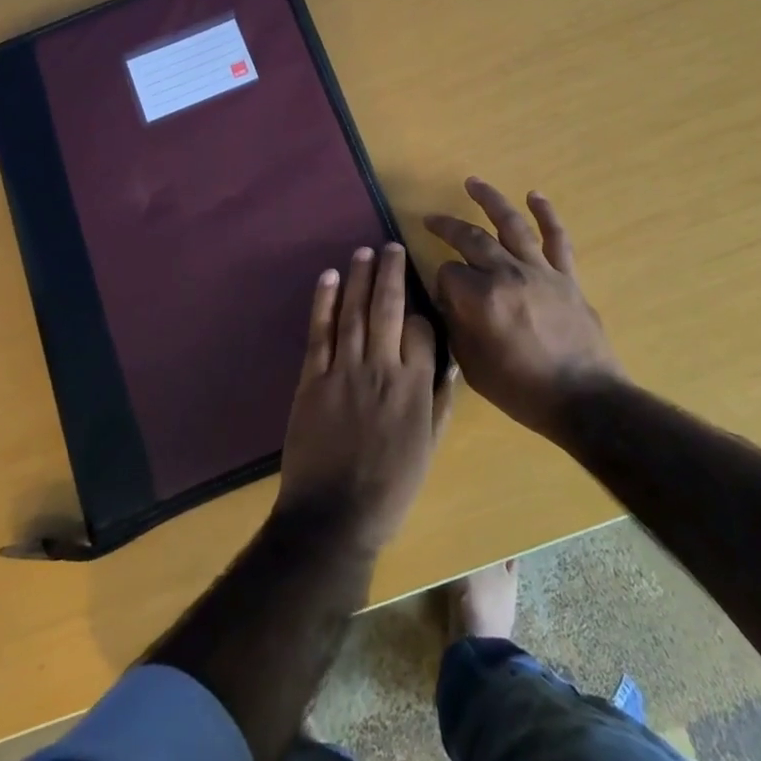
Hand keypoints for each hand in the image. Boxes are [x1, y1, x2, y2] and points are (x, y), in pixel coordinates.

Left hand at [274, 243, 445, 552]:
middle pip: (388, 308)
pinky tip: (329, 277)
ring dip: (358, 278)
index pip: (422, 329)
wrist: (335, 515)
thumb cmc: (390, 486)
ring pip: (354, 312)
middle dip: (390, 273)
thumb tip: (447, 364)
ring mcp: (344, 370)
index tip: (418, 295)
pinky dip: (323, 301)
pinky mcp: (313, 378)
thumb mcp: (428, 447)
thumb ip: (439, 402)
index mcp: (415, 386)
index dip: (421, 308)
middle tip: (390, 245)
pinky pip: (320, 332)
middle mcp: (382, 368)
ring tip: (363, 251)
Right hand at [425, 178, 623, 437]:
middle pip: (471, 239)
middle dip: (447, 226)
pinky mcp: (566, 276)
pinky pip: (557, 238)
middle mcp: (507, 275)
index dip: (441, 282)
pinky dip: (547, 214)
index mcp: (480, 299)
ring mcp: (540, 271)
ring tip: (474, 182)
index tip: (443, 296)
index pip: (447, 273)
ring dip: (491, 200)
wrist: (584, 400)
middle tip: (431, 218)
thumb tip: (450, 300)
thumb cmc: (522, 390)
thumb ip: (456, 327)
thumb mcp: (473, 367)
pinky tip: (535, 196)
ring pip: (511, 225)